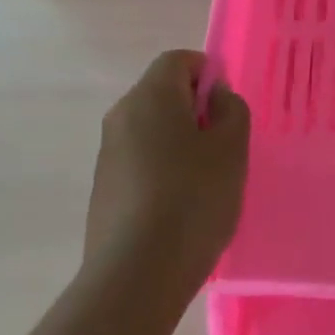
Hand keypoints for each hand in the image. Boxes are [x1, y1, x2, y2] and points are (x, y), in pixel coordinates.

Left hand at [84, 51, 250, 312]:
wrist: (136, 274)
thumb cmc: (193, 198)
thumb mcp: (231, 149)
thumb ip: (231, 110)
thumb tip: (216, 97)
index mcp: (150, 96)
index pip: (178, 60)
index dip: (207, 74)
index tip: (226, 109)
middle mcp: (121, 115)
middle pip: (162, 94)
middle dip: (195, 111)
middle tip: (223, 147)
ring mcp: (107, 154)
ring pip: (151, 131)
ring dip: (179, 143)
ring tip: (205, 183)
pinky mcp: (103, 189)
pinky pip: (139, 162)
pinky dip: (161, 170)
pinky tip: (180, 208)